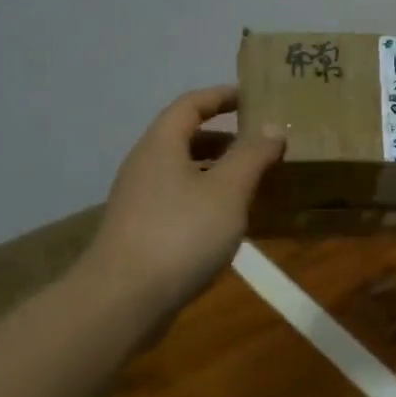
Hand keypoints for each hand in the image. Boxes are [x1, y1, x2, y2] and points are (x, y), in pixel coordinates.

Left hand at [77, 86, 284, 321]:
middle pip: (187, 138)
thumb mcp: (227, 190)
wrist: (123, 300)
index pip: (191, 104)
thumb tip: (272, 127)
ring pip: (185, 173)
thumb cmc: (180, 234)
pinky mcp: (143, 232)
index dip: (222, 96)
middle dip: (226, 138)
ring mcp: (141, 201)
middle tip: (263, 145)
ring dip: (220, 172)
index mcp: (162, 145)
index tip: (253, 98)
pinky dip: (209, 200)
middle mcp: (146, 166)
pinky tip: (233, 223)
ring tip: (256, 183)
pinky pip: (182, 202)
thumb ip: (252, 155)